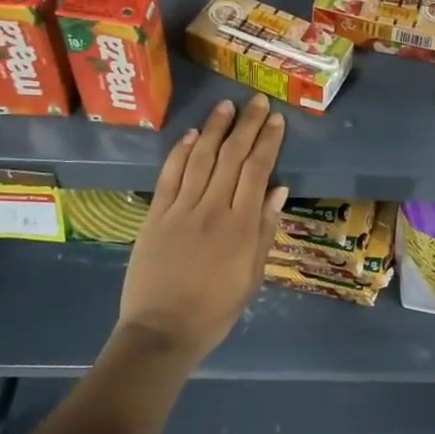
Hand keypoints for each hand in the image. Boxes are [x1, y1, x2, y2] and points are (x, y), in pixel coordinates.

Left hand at [115, 95, 287, 366]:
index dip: (267, 142)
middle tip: (257, 101)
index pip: (257, 171)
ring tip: (226, 106)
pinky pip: (170, 176)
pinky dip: (181, 153)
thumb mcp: (252, 276)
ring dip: (214, 129)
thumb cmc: (215, 310)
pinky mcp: (156, 216)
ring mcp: (180, 210)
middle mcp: (212, 209)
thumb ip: (265, 231)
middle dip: (246, 125)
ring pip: (201, 159)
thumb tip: (279, 190)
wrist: (161, 332)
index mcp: (241, 226)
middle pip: (232, 157)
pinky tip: (191, 135)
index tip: (276, 120)